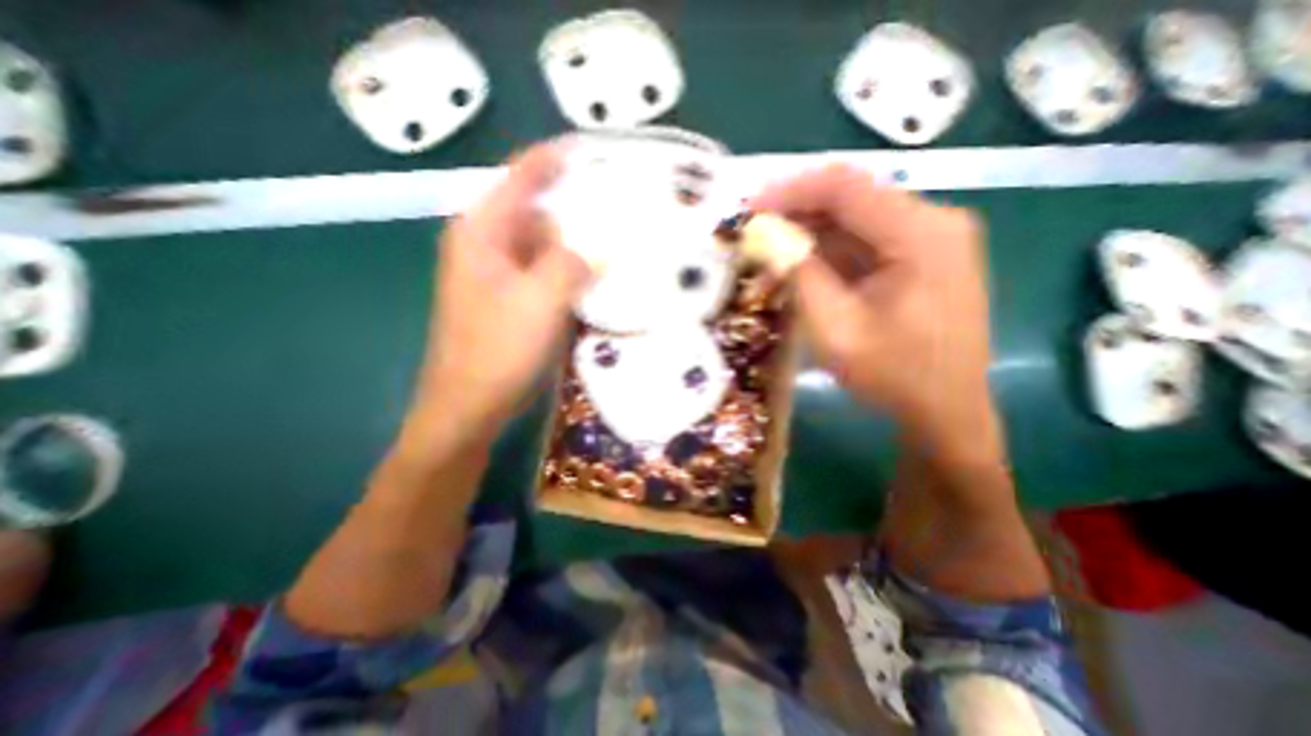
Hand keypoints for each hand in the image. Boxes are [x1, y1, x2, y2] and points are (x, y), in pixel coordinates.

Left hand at [411, 145, 592, 442]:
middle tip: (620, 204)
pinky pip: (548, 271)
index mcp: (483, 232)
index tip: (595, 149)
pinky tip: (599, 276)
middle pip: (538, 210)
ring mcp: (503, 274)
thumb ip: (572, 264)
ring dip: (578, 242)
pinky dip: (572, 270)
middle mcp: (490, 245)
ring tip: (619, 239)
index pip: (521, 177)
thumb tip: (599, 247)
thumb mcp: (539, 301)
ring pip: (547, 244)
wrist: (471, 405)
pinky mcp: (516, 298)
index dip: (556, 159)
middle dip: (576, 206)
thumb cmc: (497, 351)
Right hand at [758, 164, 995, 457]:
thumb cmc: (893, 374)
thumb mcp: (835, 327)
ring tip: (769, 249)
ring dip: (810, 231)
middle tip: (754, 231)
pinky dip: (829, 249)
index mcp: (920, 233)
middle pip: (852, 198)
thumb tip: (767, 237)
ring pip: (856, 218)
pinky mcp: (923, 257)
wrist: (946, 410)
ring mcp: (931, 239)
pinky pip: (866, 240)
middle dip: (797, 211)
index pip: (844, 188)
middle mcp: (933, 221)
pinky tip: (800, 263)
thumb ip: (800, 275)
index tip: (749, 209)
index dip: (790, 191)